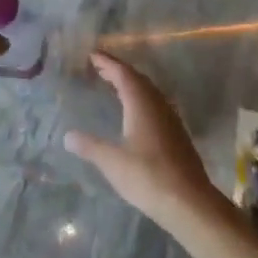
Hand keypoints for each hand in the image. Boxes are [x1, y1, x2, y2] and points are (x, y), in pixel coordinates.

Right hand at [66, 51, 228, 226]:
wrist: (190, 203)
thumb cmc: (148, 176)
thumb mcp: (112, 162)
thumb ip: (90, 146)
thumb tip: (68, 136)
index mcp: (141, 105)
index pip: (123, 74)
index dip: (108, 62)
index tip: (92, 54)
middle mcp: (158, 106)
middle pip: (138, 80)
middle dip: (118, 71)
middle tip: (99, 68)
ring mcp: (171, 121)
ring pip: (149, 93)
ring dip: (131, 85)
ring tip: (113, 86)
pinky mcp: (177, 136)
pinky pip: (156, 106)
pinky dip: (140, 100)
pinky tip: (134, 114)